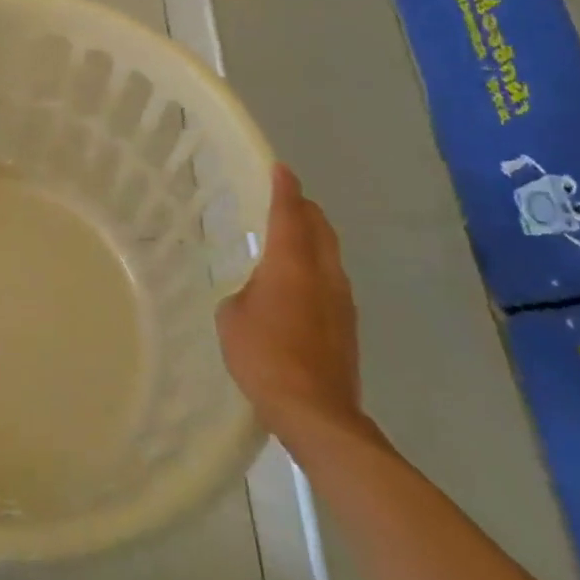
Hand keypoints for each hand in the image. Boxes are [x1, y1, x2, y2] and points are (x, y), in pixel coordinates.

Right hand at [216, 165, 365, 442]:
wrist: (315, 411)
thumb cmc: (263, 355)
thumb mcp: (231, 317)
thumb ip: (243, 294)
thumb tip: (254, 294)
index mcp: (291, 263)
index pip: (289, 212)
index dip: (283, 187)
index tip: (279, 168)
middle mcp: (323, 273)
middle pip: (320, 228)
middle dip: (304, 209)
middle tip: (285, 199)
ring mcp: (342, 300)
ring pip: (330, 254)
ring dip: (313, 238)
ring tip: (291, 237)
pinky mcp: (348, 326)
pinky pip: (331, 280)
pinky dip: (316, 267)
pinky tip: (299, 283)